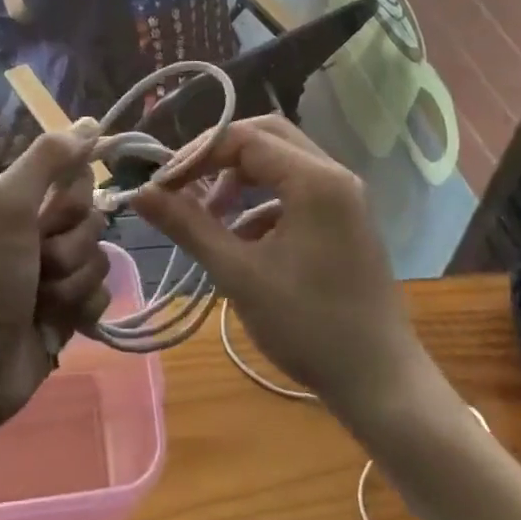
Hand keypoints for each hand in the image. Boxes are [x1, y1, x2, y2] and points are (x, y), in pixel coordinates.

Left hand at [0, 124, 110, 424]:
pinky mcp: (68, 315)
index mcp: (25, 201)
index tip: (54, 212)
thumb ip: (48, 158)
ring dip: (72, 284)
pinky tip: (56, 324)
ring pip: (100, 261)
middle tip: (38, 264)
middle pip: (94, 221)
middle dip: (70, 246)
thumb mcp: (7, 205)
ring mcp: (57, 276)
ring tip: (40, 301)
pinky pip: (102, 298)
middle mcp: (42, 232)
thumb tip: (90, 122)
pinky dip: (81, 311)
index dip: (75, 197)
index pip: (80, 177)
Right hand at [133, 117, 427, 426]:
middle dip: (220, 156)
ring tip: (208, 215)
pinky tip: (241, 239)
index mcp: (315, 179)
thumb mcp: (239, 274)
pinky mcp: (344, 218)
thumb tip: (141, 193)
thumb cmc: (308, 326)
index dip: (198, 154)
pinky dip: (262, 201)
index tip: (163, 183)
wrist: (379, 382)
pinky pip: (296, 189)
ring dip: (240, 178)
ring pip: (281, 162)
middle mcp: (334, 174)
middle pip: (266, 137)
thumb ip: (189, 225)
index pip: (245, 138)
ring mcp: (344, 196)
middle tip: (184, 184)